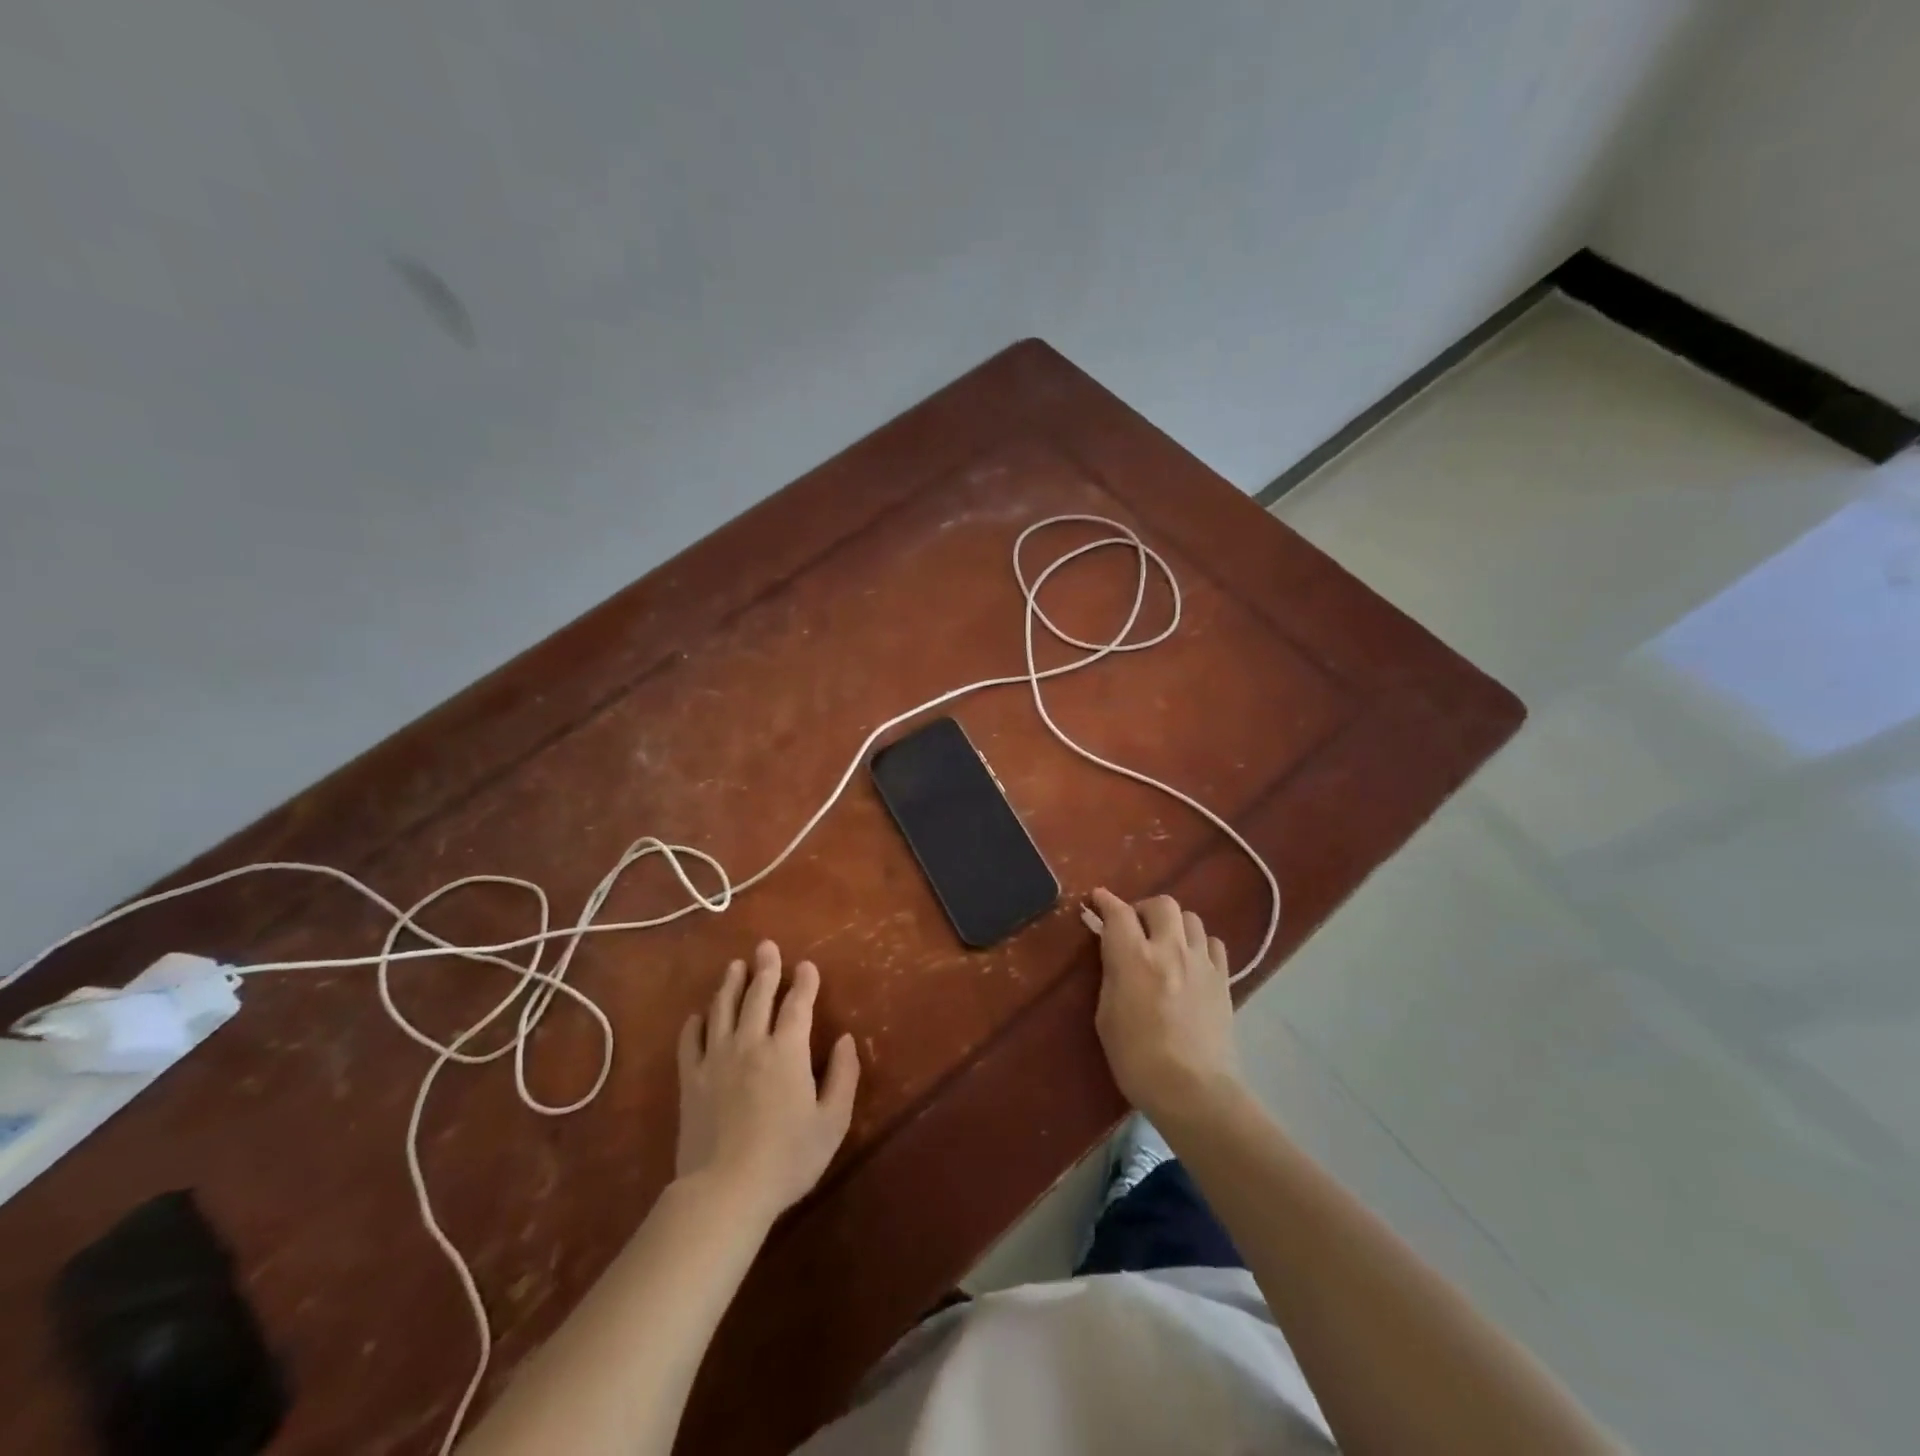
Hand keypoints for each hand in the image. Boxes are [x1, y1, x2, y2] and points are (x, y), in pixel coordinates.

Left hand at [675, 941, 859, 1222]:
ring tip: (735, 966)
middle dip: (765, 968)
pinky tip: (698, 1015)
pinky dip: (695, 1023)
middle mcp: (750, 1043)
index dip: (804, 982)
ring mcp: (716, 1059)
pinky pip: (690, 1041)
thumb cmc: (787, 1158)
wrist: (724, 1191)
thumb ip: (843, 1076)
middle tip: (766, 946)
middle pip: (757, 995)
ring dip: (730, 984)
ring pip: (723, 1009)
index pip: (797, 1004)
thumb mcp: (832, 1121)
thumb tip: (846, 1039)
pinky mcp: (690, 1080)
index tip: (806, 965)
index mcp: (787, 1051)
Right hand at [1090, 888, 1240, 1122]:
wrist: (1193, 1091)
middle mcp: (1170, 949)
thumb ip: (1111, 975)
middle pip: (1161, 904)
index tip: (1098, 899)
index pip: (1118, 912)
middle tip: (1134, 927)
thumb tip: (1113, 953)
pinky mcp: (1223, 979)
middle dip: (1143, 909)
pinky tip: (1191, 961)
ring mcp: (1201, 962)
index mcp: (1133, 957)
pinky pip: (1212, 944)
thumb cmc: (1136, 1058)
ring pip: (1190, 918)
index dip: (1106, 901)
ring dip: (1173, 924)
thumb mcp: (1106, 1015)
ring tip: (1165, 943)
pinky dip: (1198, 944)